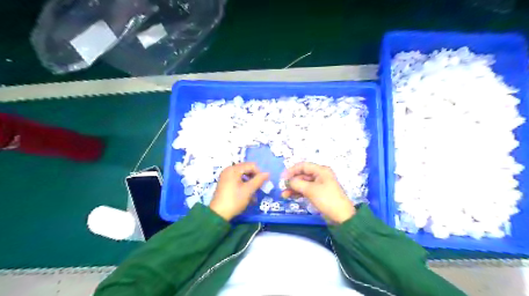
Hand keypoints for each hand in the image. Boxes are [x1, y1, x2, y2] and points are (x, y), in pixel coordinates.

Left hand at [210, 162, 270, 221]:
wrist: (219, 214)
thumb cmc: (234, 200)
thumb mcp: (248, 190)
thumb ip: (259, 180)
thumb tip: (268, 173)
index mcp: (233, 169)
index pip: (251, 165)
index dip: (259, 173)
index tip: (263, 183)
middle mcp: (229, 170)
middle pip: (246, 169)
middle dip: (254, 178)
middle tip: (259, 188)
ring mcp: (226, 176)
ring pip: (242, 176)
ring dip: (250, 183)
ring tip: (254, 194)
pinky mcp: (225, 183)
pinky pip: (237, 180)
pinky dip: (244, 185)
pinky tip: (248, 195)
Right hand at [281, 163, 354, 222]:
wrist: (341, 216)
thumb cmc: (327, 199)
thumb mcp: (310, 190)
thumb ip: (297, 183)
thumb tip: (288, 181)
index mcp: (321, 170)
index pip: (303, 166)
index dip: (291, 170)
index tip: (282, 178)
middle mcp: (320, 175)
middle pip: (302, 174)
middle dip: (292, 181)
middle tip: (282, 188)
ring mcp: (319, 184)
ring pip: (303, 183)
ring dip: (293, 188)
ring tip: (284, 195)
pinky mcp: (318, 193)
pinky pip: (306, 190)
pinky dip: (298, 193)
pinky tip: (290, 197)